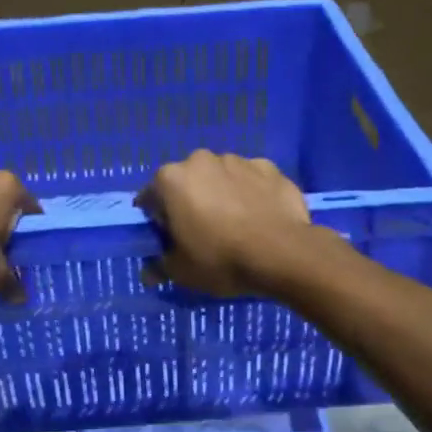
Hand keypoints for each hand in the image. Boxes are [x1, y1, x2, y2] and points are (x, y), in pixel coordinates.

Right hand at [135, 151, 313, 297]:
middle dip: (191, 201)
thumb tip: (148, 272)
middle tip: (203, 232)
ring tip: (237, 225)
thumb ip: (159, 266)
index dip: (158, 220)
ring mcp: (237, 160)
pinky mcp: (268, 166)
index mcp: (171, 179)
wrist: (283, 253)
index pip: (151, 197)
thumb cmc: (221, 259)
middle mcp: (200, 160)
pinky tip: (260, 216)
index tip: (171, 239)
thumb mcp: (181, 272)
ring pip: (221, 177)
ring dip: (222, 194)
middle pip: (187, 182)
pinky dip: (251, 192)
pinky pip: (251, 179)